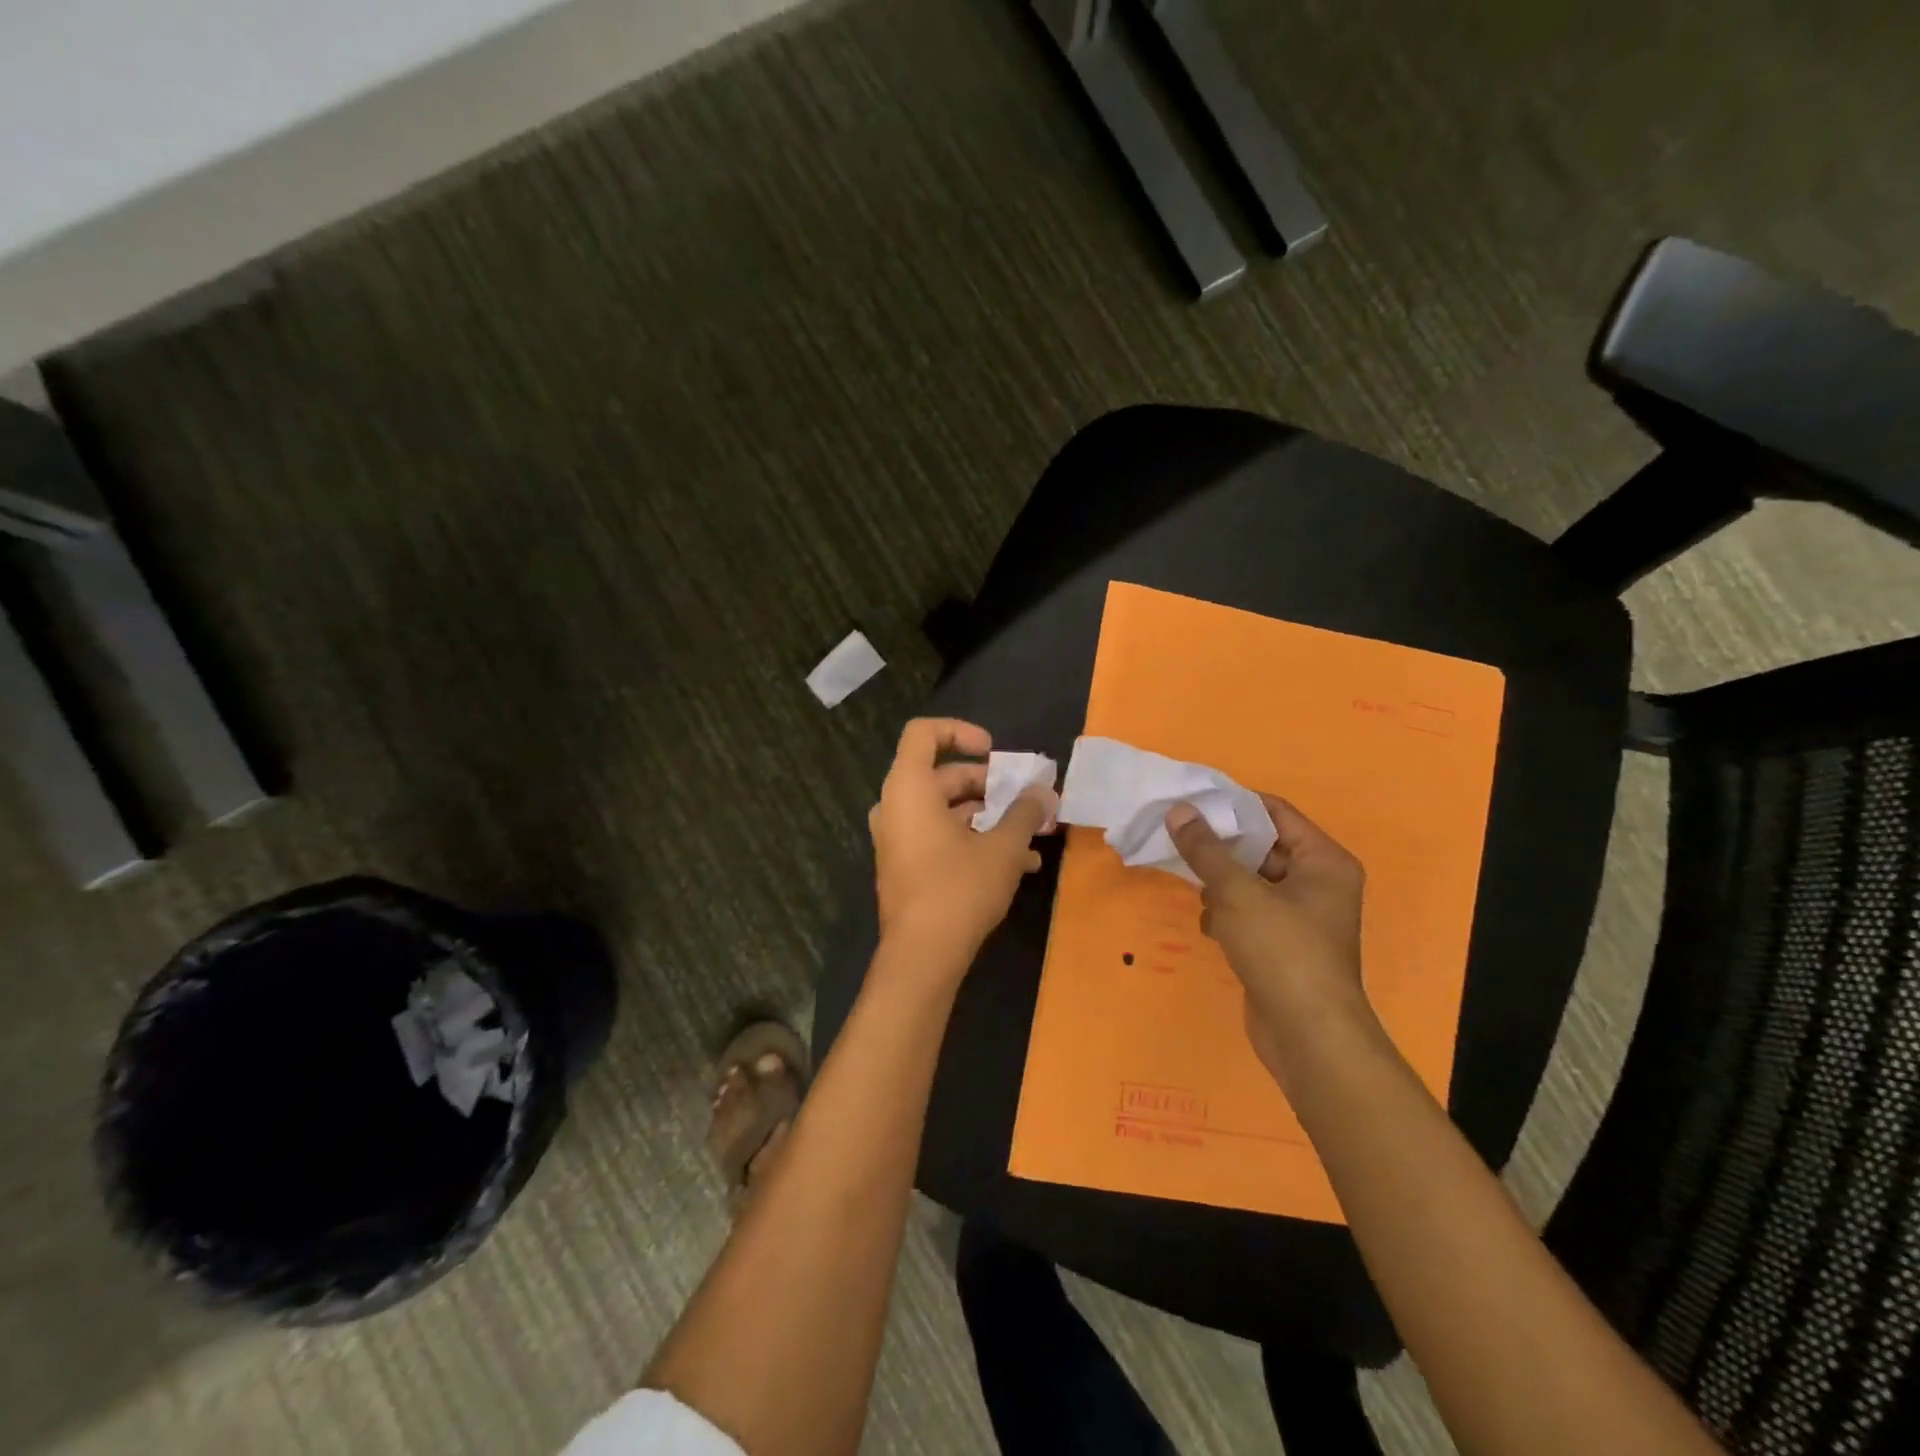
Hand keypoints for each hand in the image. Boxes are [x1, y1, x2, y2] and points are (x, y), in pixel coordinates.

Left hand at [869, 719, 1056, 971]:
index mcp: (909, 788)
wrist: (922, 956)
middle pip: (945, 776)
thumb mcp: (1003, 847)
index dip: (960, 731)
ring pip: (948, 811)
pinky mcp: (906, 864)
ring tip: (1033, 836)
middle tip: (1028, 800)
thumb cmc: (959, 889)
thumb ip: (1025, 812)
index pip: (924, 733)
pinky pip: (941, 836)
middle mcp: (896, 806)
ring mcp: (898, 837)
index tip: (994, 751)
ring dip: (991, 818)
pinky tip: (1019, 864)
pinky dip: (975, 840)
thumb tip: (1045, 792)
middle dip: (992, 787)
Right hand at [1166, 795, 1371, 1082]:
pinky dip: (1227, 915)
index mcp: (1323, 861)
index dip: (1233, 804)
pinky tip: (1209, 927)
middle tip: (1178, 836)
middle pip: (1261, 847)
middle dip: (1220, 847)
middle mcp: (1319, 883)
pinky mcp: (1284, 945)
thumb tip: (1179, 810)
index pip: (1275, 813)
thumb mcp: (1237, 892)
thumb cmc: (1281, 950)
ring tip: (1193, 887)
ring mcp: (1302, 917)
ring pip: (1251, 882)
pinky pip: (1250, 913)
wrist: (1307, 1036)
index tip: (1191, 801)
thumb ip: (1205, 849)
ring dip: (1221, 884)